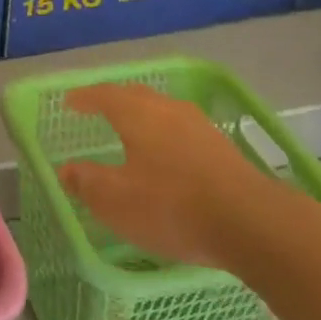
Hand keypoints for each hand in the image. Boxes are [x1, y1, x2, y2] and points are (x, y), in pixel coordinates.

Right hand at [56, 83, 292, 271]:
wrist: (254, 224)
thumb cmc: (172, 206)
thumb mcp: (115, 200)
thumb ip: (87, 182)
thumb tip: (66, 169)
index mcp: (137, 114)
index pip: (103, 95)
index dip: (84, 98)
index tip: (69, 103)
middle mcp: (168, 109)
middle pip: (135, 96)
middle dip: (114, 102)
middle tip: (98, 111)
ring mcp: (200, 127)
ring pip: (163, 112)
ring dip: (143, 118)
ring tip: (132, 134)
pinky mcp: (223, 149)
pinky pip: (183, 131)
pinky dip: (165, 137)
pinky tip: (167, 158)